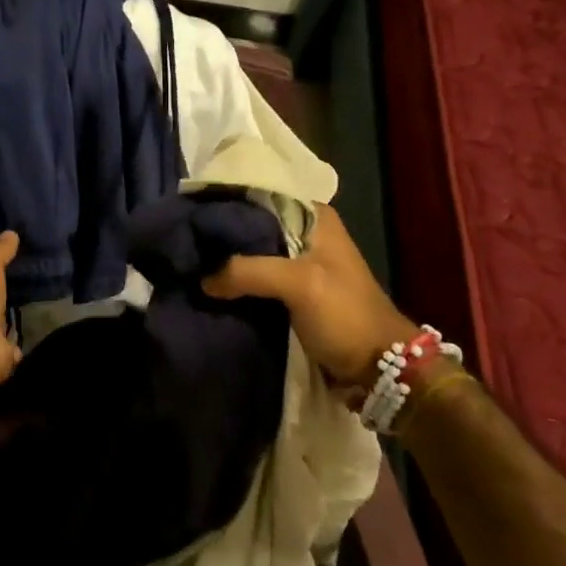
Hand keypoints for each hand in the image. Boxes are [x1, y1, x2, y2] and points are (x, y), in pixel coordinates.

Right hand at [203, 204, 415, 385]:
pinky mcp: (292, 293)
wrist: (380, 371)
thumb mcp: (299, 284)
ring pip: (252, 253)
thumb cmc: (346, 314)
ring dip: (226, 261)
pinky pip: (255, 279)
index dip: (227, 201)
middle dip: (222, 234)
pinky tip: (209, 286)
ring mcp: (299, 265)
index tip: (191, 210)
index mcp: (314, 216)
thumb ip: (247, 271)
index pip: (260, 194)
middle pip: (253, 224)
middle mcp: (306, 233)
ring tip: (189, 261)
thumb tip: (202, 279)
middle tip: (185, 239)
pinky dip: (236, 283)